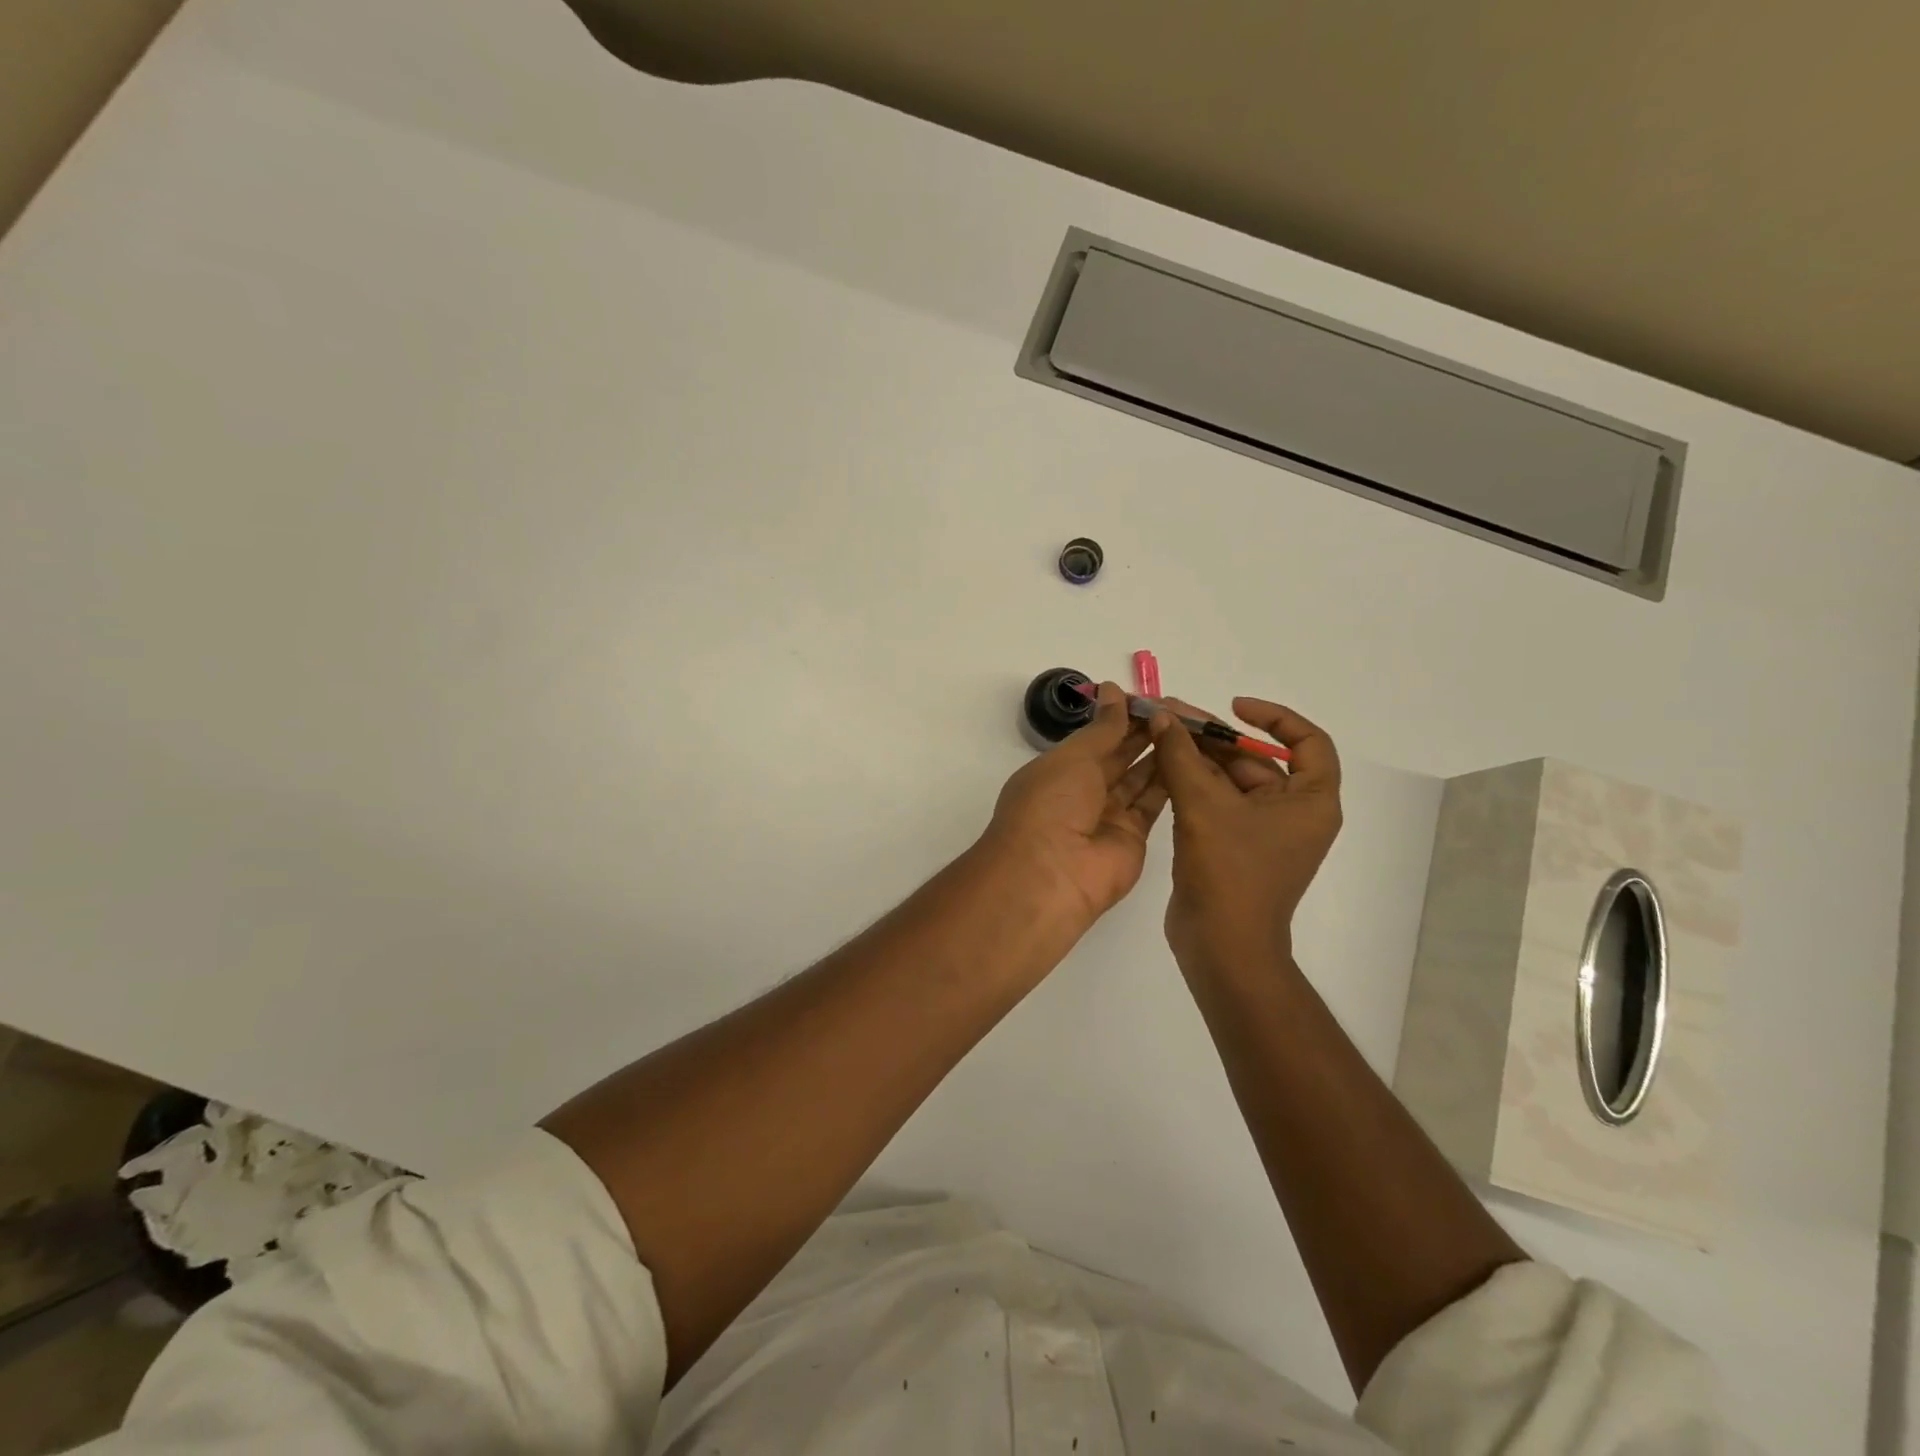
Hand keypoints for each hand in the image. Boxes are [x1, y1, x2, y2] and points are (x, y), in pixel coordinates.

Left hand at [984, 682, 1167, 926]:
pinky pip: (1153, 804)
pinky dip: (1170, 782)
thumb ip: (1102, 728)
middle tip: (1179, 710)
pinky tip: (1190, 757)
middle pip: (1119, 757)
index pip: (1095, 737)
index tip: (1151, 698)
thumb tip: (1115, 691)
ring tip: (1190, 727)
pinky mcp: (1133, 837)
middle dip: (1144, 733)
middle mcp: (1082, 792)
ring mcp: (1108, 816)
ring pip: (1139, 778)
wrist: (1051, 875)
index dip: (1121, 717)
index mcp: (1058, 770)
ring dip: (1160, 754)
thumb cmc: (1051, 805)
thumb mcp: (1072, 757)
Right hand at [1148, 697, 1341, 972]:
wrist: (1222, 947)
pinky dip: (1193, 785)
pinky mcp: (1235, 848)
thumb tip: (1161, 714)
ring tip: (1160, 736)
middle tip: (1171, 717)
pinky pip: (1218, 804)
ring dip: (1198, 759)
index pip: (1307, 741)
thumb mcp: (1202, 805)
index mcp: (1310, 801)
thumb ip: (1180, 755)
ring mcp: (1263, 833)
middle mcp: (1294, 813)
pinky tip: (1161, 769)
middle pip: (1258, 760)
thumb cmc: (1228, 873)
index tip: (1233, 707)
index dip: (1273, 717)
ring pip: (1232, 781)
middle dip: (1215, 737)